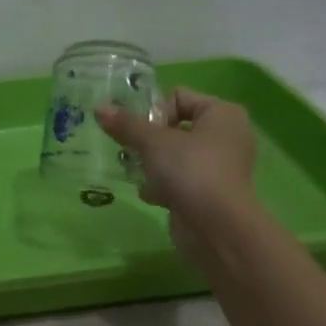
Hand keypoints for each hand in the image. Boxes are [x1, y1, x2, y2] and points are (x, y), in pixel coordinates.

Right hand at [96, 88, 258, 260]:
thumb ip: (126, 125)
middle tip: (132, 153)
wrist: (216, 228)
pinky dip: (163, 186)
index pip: (178, 97)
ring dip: (152, 164)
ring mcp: (218, 167)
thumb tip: (100, 107)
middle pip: (174, 127)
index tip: (141, 133)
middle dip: (149, 141)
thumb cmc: (191, 171)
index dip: (154, 112)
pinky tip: (151, 195)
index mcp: (222, 114)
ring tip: (139, 174)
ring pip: (174, 156)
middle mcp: (225, 136)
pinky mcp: (208, 193)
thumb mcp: (153, 142)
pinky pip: (179, 180)